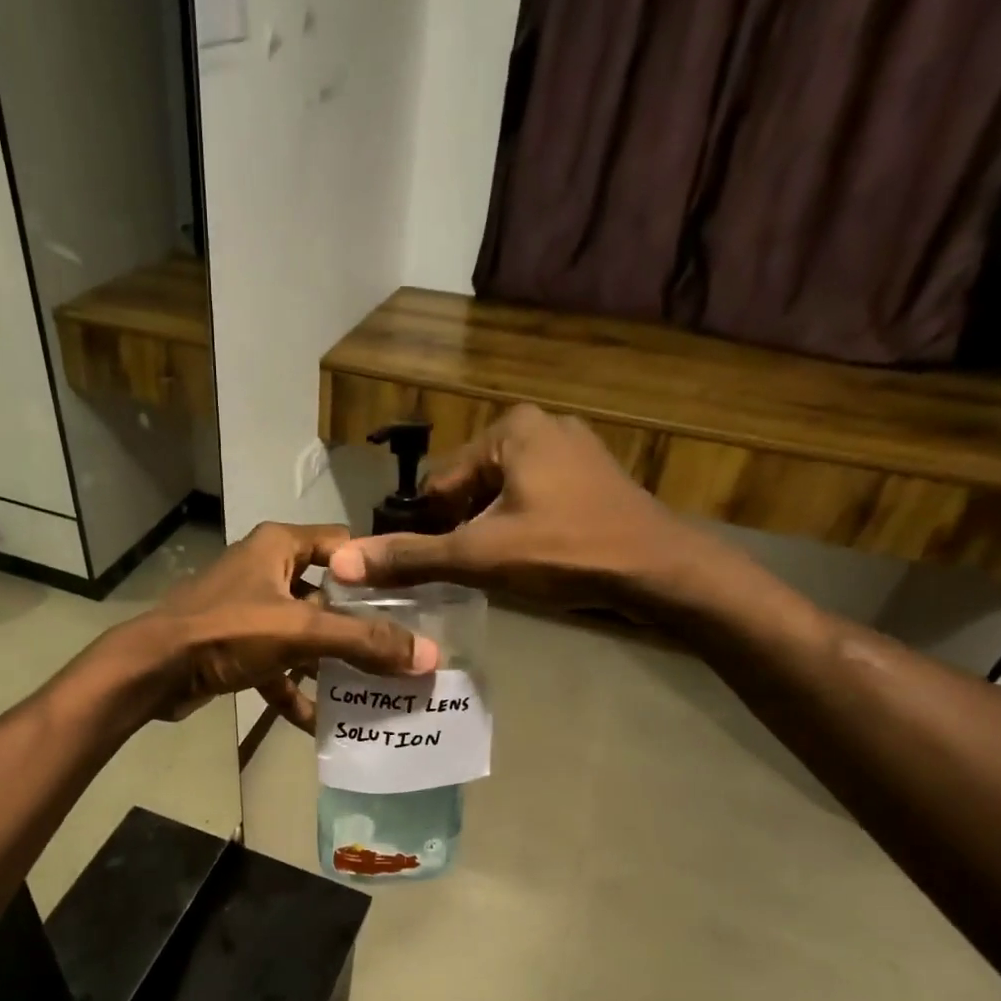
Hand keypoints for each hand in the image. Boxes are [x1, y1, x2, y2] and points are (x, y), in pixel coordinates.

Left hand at [123, 522, 437, 730]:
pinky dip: (294, 690)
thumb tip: (427, 656)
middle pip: (327, 596)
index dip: (376, 571)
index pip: (343, 546)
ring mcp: (249, 609)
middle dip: (359, 628)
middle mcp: (266, 570)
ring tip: (371, 691)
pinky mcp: (235, 646)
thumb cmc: (226, 632)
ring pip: (303, 634)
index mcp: (280, 546)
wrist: (152, 671)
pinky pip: (277, 665)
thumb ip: (362, 642)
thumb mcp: (299, 632)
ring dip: (329, 664)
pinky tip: (318, 723)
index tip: (412, 602)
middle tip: (399, 654)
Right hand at [327, 404, 739, 615]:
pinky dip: (523, 529)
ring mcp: (572, 450)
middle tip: (471, 573)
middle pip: (470, 489)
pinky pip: (534, 501)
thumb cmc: (565, 551)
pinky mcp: (592, 478)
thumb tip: (341, 562)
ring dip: (491, 533)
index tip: (437, 567)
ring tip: (501, 571)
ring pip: (501, 498)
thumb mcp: (479, 555)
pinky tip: (533, 560)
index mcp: (510, 429)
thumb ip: (410, 558)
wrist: (659, 571)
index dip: (430, 529)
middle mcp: (540, 426)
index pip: (439, 483)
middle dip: (463, 531)